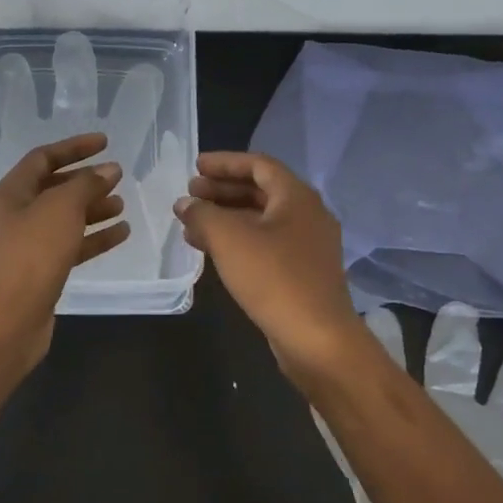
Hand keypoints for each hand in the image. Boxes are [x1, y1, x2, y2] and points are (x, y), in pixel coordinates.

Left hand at [0, 133, 129, 365]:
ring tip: (122, 204)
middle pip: (55, 188)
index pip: (44, 157)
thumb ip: (87, 184)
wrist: (10, 317)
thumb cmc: (32, 252)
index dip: (74, 147)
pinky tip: (121, 233)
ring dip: (94, 209)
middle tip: (117, 176)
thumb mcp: (62, 208)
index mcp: (13, 192)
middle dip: (86, 180)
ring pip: (66, 218)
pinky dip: (96, 237)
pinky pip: (73, 245)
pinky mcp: (43, 270)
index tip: (106, 142)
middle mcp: (18, 214)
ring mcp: (30, 244)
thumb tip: (109, 169)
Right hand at [173, 151, 363, 375]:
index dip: (225, 163)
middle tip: (190, 194)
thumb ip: (202, 214)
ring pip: (262, 220)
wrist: (317, 339)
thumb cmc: (273, 278)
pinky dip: (239, 240)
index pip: (259, 165)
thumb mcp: (229, 239)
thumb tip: (185, 204)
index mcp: (297, 197)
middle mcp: (308, 215)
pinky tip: (212, 252)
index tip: (195, 166)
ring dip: (227, 217)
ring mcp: (308, 246)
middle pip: (261, 191)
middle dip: (223, 190)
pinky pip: (266, 244)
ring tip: (192, 224)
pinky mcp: (303, 273)